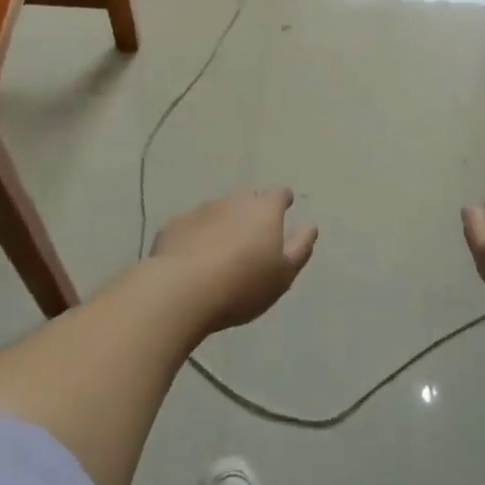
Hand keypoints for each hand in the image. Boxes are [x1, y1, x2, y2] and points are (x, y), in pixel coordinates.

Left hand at [149, 188, 317, 332]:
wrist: (182, 290)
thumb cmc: (243, 284)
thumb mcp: (283, 274)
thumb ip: (300, 248)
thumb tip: (310, 226)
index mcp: (264, 210)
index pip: (279, 194)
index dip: (283, 201)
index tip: (284, 208)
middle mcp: (233, 201)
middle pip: (247, 198)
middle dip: (251, 211)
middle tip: (252, 235)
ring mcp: (201, 210)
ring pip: (217, 211)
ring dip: (222, 223)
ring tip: (221, 251)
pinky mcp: (174, 225)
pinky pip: (192, 226)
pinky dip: (197, 236)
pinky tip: (193, 258)